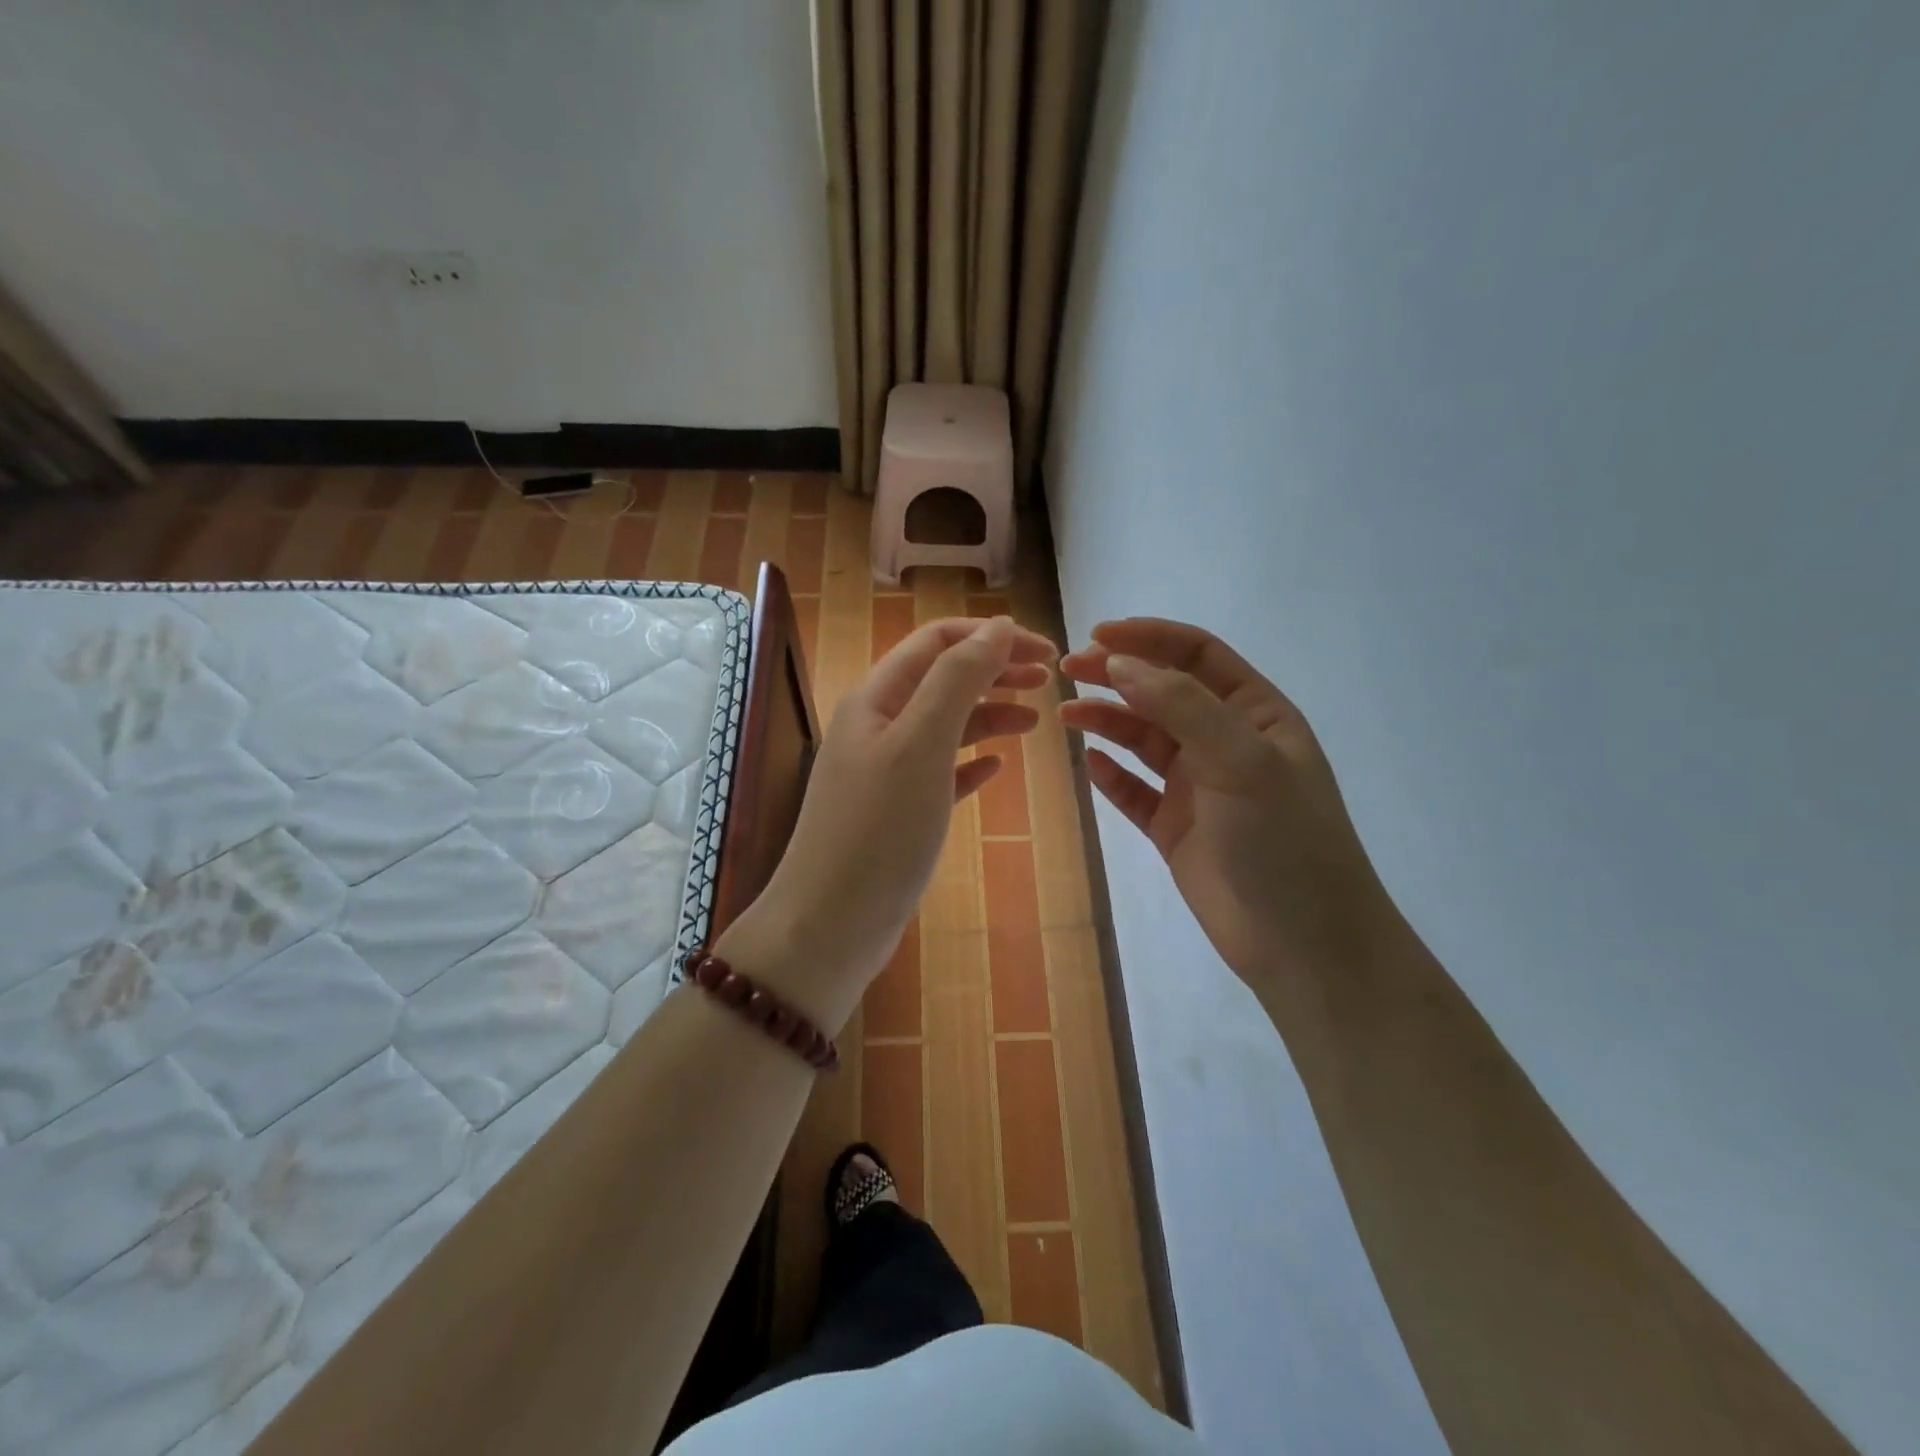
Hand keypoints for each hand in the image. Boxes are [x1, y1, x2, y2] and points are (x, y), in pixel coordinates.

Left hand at [721, 616, 1055, 1029]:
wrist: (831, 923)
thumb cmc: (878, 830)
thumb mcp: (921, 744)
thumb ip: (957, 680)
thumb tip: (997, 628)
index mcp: (877, 698)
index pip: (938, 641)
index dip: (993, 637)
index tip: (1047, 653)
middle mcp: (878, 725)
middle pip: (944, 679)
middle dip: (996, 670)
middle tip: (1050, 680)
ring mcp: (886, 770)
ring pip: (946, 725)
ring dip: (990, 713)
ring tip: (1035, 720)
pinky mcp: (898, 811)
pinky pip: (942, 771)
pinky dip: (973, 761)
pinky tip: (998, 767)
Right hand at [1060, 618, 1390, 996]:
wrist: (1304, 945)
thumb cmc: (1284, 841)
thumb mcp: (1242, 761)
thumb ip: (1181, 706)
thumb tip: (1118, 662)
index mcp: (1255, 714)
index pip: (1198, 655)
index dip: (1148, 638)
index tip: (1096, 635)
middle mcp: (1225, 742)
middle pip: (1162, 692)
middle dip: (1116, 675)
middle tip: (1067, 670)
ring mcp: (1200, 787)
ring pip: (1144, 740)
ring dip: (1107, 721)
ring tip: (1066, 715)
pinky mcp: (1176, 828)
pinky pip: (1136, 792)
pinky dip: (1112, 776)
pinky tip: (1089, 765)